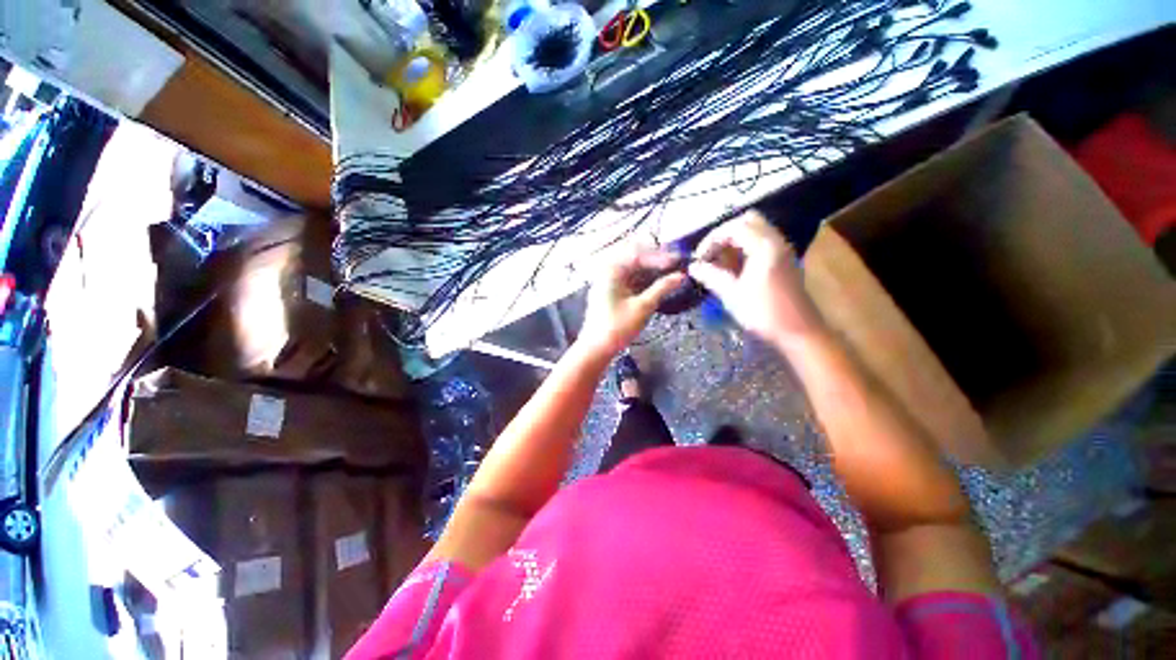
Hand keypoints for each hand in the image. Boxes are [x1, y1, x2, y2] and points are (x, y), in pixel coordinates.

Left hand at [577, 248, 686, 357]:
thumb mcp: (643, 307)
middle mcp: (608, 272)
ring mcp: (609, 283)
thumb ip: (662, 288)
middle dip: (657, 263)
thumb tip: (682, 276)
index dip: (660, 256)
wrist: (596, 349)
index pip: (638, 255)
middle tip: (677, 266)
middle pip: (635, 260)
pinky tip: (659, 286)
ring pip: (634, 271)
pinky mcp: (612, 294)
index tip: (679, 261)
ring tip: (672, 276)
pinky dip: (645, 283)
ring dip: (652, 273)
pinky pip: (630, 282)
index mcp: (611, 271)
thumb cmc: (618, 327)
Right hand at [688, 212, 823, 345]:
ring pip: (756, 230)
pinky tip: (734, 268)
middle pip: (747, 221)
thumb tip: (693, 267)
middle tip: (711, 254)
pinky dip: (745, 248)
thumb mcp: (732, 295)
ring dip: (735, 241)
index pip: (733, 228)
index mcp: (764, 246)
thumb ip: (711, 276)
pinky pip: (762, 242)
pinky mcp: (784, 260)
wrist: (798, 332)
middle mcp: (776, 241)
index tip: (699, 258)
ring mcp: (782, 250)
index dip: (711, 240)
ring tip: (719, 262)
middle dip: (724, 234)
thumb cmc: (763, 313)